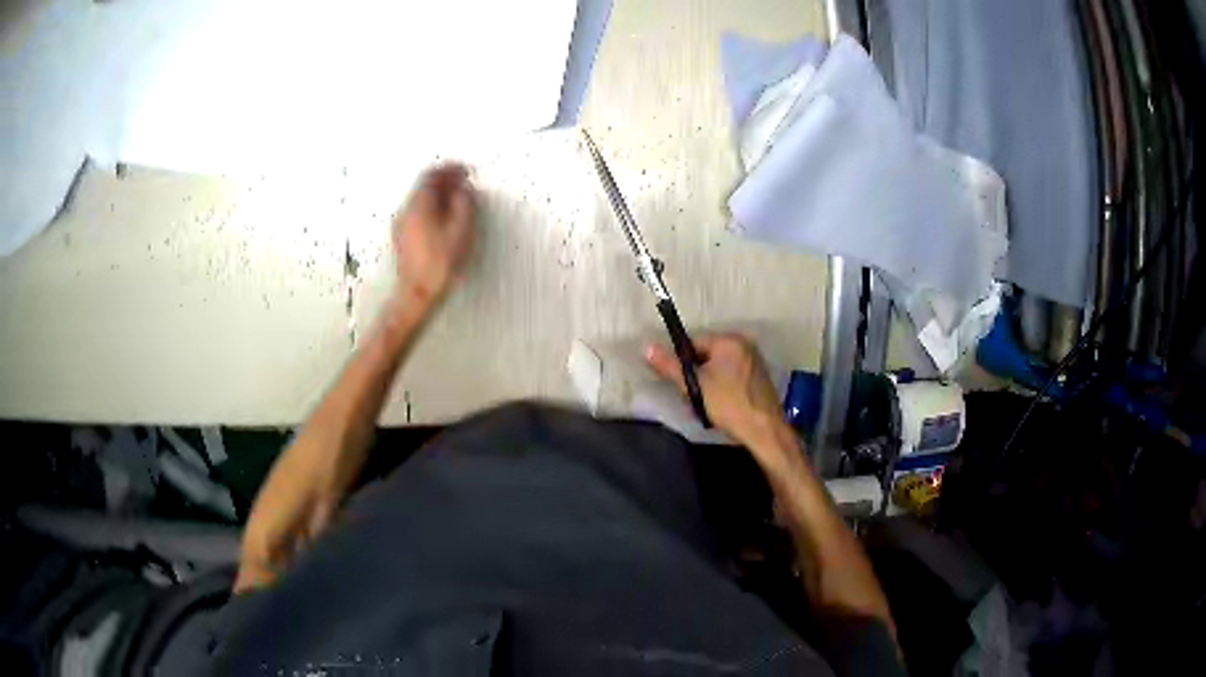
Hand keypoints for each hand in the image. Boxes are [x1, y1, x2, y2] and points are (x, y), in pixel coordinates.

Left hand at [392, 163, 475, 308]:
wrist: (417, 294)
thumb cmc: (439, 264)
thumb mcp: (461, 230)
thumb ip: (464, 203)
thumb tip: (464, 190)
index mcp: (419, 205)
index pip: (432, 175)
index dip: (450, 168)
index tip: (465, 170)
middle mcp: (406, 211)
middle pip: (424, 186)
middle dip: (444, 180)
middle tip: (463, 182)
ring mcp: (401, 225)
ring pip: (420, 199)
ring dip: (438, 195)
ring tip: (457, 200)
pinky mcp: (402, 238)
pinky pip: (417, 213)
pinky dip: (431, 208)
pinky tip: (444, 219)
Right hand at [646, 333, 784, 447]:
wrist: (763, 430)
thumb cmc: (728, 404)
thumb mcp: (694, 385)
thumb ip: (670, 366)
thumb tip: (647, 347)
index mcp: (730, 340)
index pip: (694, 342)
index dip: (681, 362)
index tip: (677, 382)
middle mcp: (745, 345)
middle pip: (706, 355)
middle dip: (694, 375)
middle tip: (690, 398)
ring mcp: (754, 362)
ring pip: (718, 369)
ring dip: (706, 385)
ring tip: (704, 406)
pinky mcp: (758, 379)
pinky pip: (731, 378)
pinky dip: (721, 389)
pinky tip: (719, 407)